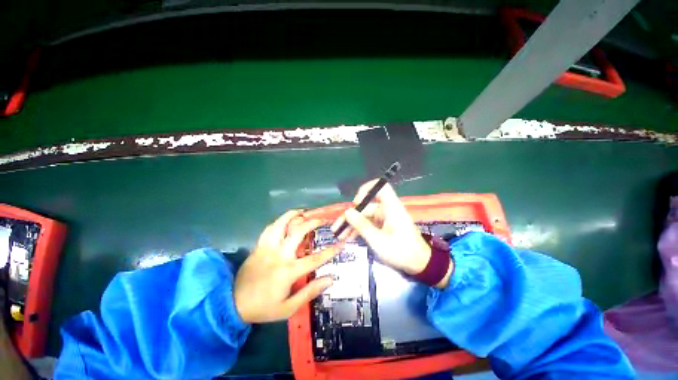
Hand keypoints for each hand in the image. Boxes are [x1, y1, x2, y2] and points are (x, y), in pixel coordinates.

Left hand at [234, 210, 340, 322]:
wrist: (232, 304)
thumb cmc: (263, 307)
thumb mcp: (288, 307)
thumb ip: (310, 292)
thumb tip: (330, 279)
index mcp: (288, 271)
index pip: (315, 258)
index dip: (331, 251)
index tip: (341, 244)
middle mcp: (279, 254)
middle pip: (298, 231)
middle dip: (313, 222)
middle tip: (322, 220)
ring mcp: (267, 248)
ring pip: (281, 224)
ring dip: (293, 215)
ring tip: (303, 212)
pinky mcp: (259, 246)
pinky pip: (269, 228)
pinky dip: (279, 221)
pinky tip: (285, 221)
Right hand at [331, 181, 451, 287]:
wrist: (419, 265)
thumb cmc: (400, 251)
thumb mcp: (378, 240)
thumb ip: (361, 225)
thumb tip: (347, 211)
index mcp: (391, 207)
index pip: (381, 187)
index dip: (367, 190)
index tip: (356, 202)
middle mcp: (387, 209)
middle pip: (366, 206)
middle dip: (351, 216)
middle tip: (337, 227)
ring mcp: (385, 218)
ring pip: (365, 216)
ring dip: (352, 225)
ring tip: (339, 236)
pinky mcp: (383, 226)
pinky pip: (369, 223)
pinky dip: (360, 229)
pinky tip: (349, 238)